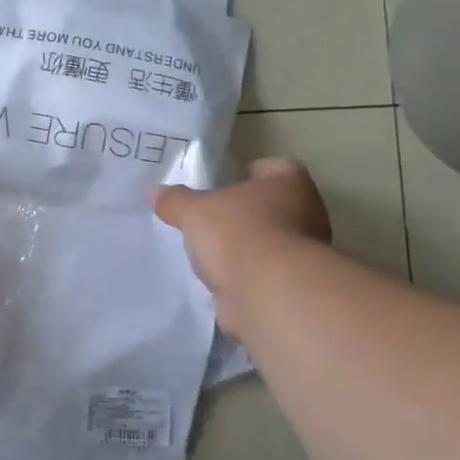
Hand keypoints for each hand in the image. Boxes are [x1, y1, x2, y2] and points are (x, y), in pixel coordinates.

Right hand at [153, 159, 331, 326]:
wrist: (266, 292)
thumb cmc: (238, 233)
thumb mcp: (195, 211)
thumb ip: (176, 201)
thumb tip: (154, 192)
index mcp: (290, 184)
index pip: (276, 168)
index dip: (251, 172)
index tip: (227, 183)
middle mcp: (306, 215)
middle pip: (272, 207)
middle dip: (244, 214)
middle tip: (211, 218)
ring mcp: (302, 255)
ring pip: (268, 243)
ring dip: (244, 248)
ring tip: (209, 252)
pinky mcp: (290, 287)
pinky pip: (262, 275)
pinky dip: (244, 277)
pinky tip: (218, 280)